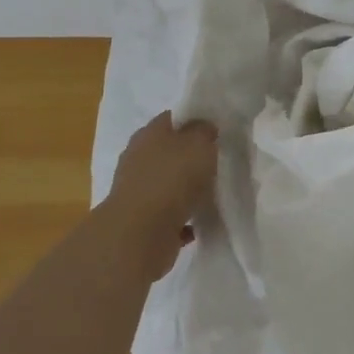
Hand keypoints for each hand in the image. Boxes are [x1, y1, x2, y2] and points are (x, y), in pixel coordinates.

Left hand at [102, 112, 218, 275]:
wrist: (140, 234)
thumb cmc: (171, 179)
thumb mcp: (198, 144)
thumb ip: (204, 132)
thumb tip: (203, 128)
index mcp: (148, 134)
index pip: (171, 119)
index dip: (193, 121)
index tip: (215, 131)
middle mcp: (138, 159)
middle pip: (167, 152)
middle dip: (189, 157)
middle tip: (216, 163)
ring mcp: (137, 191)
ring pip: (167, 184)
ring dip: (185, 189)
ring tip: (211, 195)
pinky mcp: (141, 221)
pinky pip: (169, 215)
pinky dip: (182, 218)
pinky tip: (199, 223)